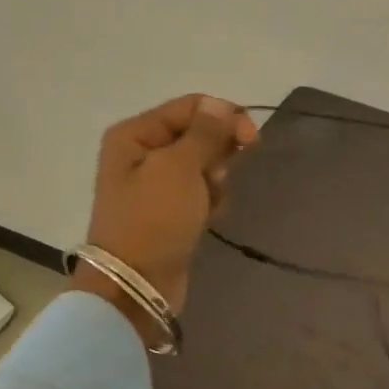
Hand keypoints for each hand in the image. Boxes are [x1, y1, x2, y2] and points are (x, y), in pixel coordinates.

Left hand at [74, 95, 258, 342]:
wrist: (137, 283)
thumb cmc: (154, 218)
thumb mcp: (180, 168)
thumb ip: (205, 133)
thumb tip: (220, 105)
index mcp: (135, 134)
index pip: (191, 107)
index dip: (224, 117)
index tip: (252, 139)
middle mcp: (142, 153)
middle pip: (198, 134)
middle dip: (219, 153)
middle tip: (220, 177)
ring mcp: (155, 184)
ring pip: (204, 165)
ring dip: (216, 180)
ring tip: (210, 202)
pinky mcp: (170, 209)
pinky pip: (201, 191)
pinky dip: (211, 200)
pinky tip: (208, 218)